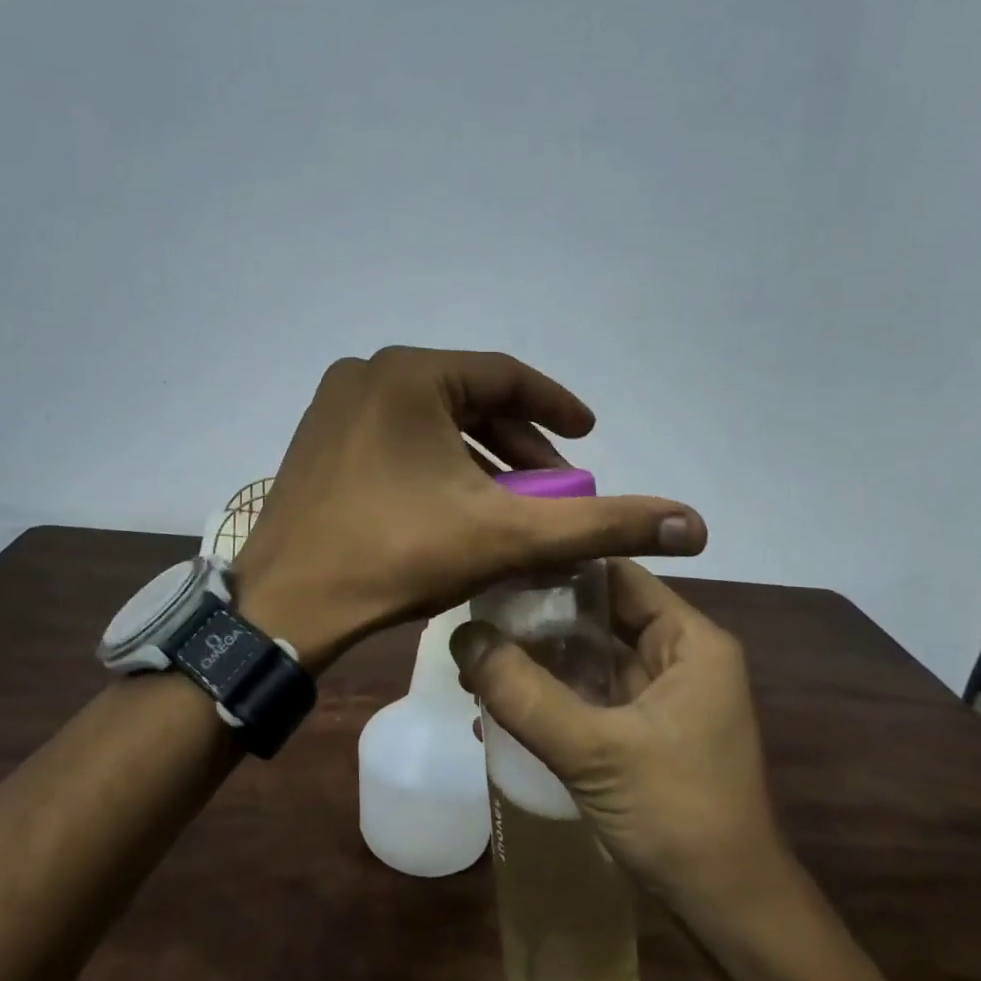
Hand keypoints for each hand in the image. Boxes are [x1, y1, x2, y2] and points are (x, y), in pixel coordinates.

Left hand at [231, 346, 706, 668]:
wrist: (285, 608)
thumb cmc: (397, 557)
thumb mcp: (508, 537)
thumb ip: (600, 524)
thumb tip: (695, 524)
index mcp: (411, 374)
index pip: (506, 377)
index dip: (556, 406)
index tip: (589, 435)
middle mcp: (368, 373)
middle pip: (467, 399)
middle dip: (517, 442)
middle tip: (553, 481)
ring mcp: (335, 404)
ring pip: (430, 420)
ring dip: (477, 456)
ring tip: (511, 500)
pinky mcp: (318, 438)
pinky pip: (395, 436)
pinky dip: (434, 462)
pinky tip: (454, 503)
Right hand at [452, 559, 790, 916]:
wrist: (730, 915)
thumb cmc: (679, 817)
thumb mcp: (595, 751)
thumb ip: (525, 694)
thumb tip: (462, 637)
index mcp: (690, 641)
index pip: (617, 574)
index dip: (559, 566)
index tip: (499, 566)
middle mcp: (679, 657)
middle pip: (599, 615)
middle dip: (539, 617)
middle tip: (475, 614)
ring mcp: (661, 697)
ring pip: (590, 657)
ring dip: (539, 659)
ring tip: (476, 658)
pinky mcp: (643, 732)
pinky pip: (590, 696)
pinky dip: (551, 695)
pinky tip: (499, 702)